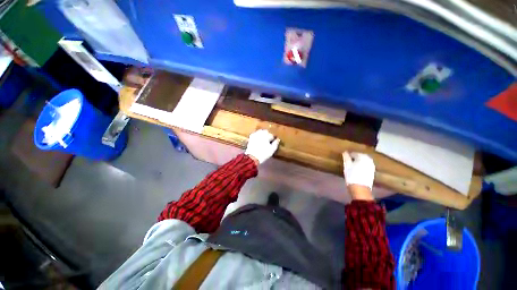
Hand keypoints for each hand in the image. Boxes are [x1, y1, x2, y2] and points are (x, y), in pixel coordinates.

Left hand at [245, 129, 279, 163]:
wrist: (252, 157)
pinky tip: (258, 139)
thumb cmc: (264, 153)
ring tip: (264, 140)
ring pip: (260, 131)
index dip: (273, 139)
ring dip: (263, 134)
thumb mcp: (272, 149)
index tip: (273, 142)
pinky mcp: (251, 138)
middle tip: (269, 140)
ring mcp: (255, 135)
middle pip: (266, 132)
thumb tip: (278, 139)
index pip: (272, 135)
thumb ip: (276, 143)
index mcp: (266, 135)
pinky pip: (255, 134)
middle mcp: (260, 133)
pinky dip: (257, 135)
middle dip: (268, 135)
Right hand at [342, 152, 374, 200]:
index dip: (349, 154)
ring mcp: (371, 166)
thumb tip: (345, 152)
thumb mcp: (346, 165)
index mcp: (362, 157)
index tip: (345, 156)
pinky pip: (367, 165)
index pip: (355, 153)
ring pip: (365, 160)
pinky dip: (363, 164)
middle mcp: (369, 160)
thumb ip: (346, 158)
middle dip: (356, 156)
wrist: (360, 188)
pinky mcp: (372, 172)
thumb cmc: (352, 175)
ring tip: (353, 163)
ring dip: (360, 160)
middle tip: (349, 159)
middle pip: (361, 156)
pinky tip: (358, 168)